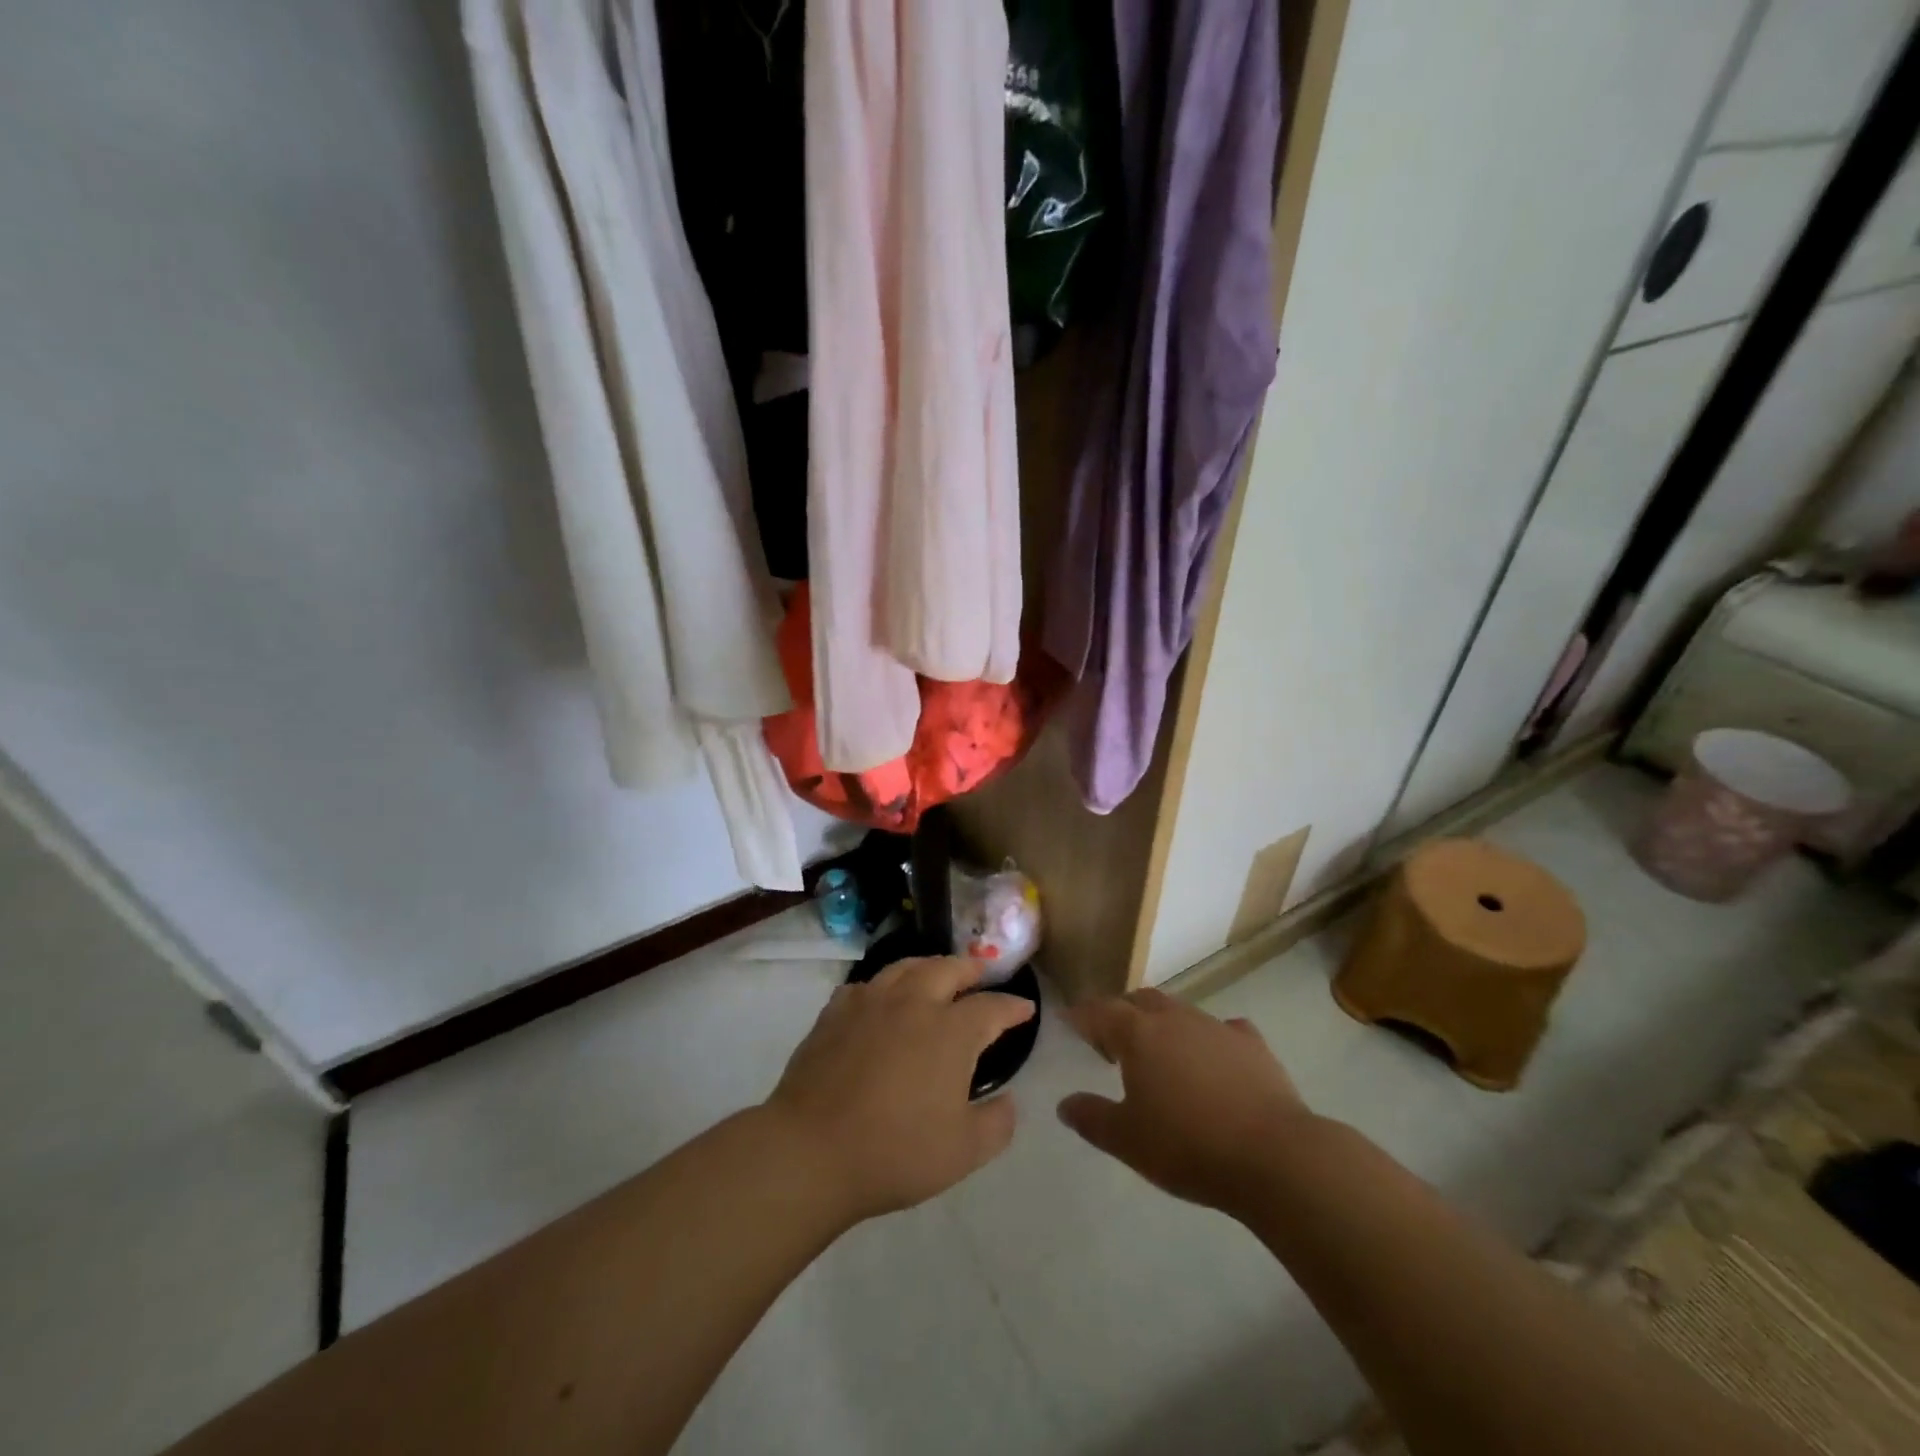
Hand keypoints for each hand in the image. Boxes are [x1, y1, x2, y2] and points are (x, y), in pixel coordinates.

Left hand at [766, 957, 1035, 1223]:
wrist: (811, 1150)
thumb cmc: (895, 1151)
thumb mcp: (963, 1152)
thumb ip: (997, 1123)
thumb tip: (1008, 1100)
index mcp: (950, 1031)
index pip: (991, 1007)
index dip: (1012, 1006)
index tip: (1025, 1009)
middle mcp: (914, 1003)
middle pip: (948, 969)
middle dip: (971, 969)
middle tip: (981, 974)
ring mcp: (870, 1003)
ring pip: (906, 967)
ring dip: (929, 966)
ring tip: (936, 973)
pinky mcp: (835, 1012)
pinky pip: (866, 985)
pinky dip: (883, 986)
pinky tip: (881, 999)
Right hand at [1058, 990, 1316, 1216]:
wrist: (1274, 1156)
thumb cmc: (1188, 1146)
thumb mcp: (1127, 1140)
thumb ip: (1091, 1118)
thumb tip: (1065, 1103)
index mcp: (1138, 1034)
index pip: (1100, 1011)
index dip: (1082, 1015)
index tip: (1069, 1021)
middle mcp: (1174, 1018)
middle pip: (1140, 1000)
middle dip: (1122, 1012)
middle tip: (1112, 1039)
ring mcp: (1216, 1026)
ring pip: (1180, 1011)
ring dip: (1163, 1024)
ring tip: (1160, 1052)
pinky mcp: (1253, 1044)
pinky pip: (1223, 1030)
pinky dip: (1209, 1039)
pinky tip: (1214, 1059)